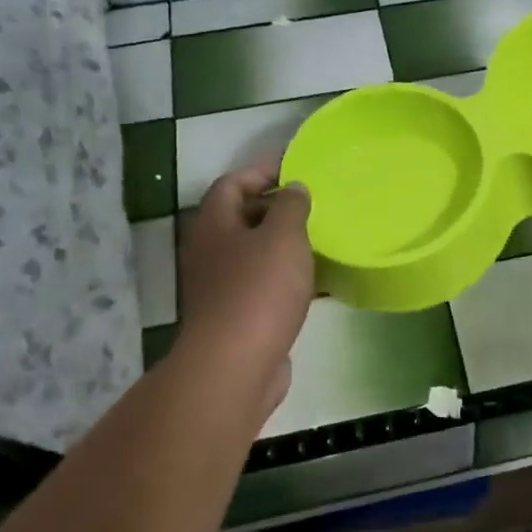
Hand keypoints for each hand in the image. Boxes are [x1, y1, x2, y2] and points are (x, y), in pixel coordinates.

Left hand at [176, 165, 314, 417]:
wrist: (236, 365)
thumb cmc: (258, 290)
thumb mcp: (283, 236)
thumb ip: (291, 206)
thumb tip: (294, 187)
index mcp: (214, 224)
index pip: (232, 183)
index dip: (262, 170)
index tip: (296, 166)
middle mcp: (210, 251)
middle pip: (240, 216)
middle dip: (274, 207)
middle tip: (313, 202)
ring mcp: (221, 286)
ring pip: (254, 253)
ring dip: (283, 243)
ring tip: (320, 237)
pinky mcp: (237, 316)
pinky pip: (264, 284)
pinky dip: (287, 276)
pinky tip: (316, 280)